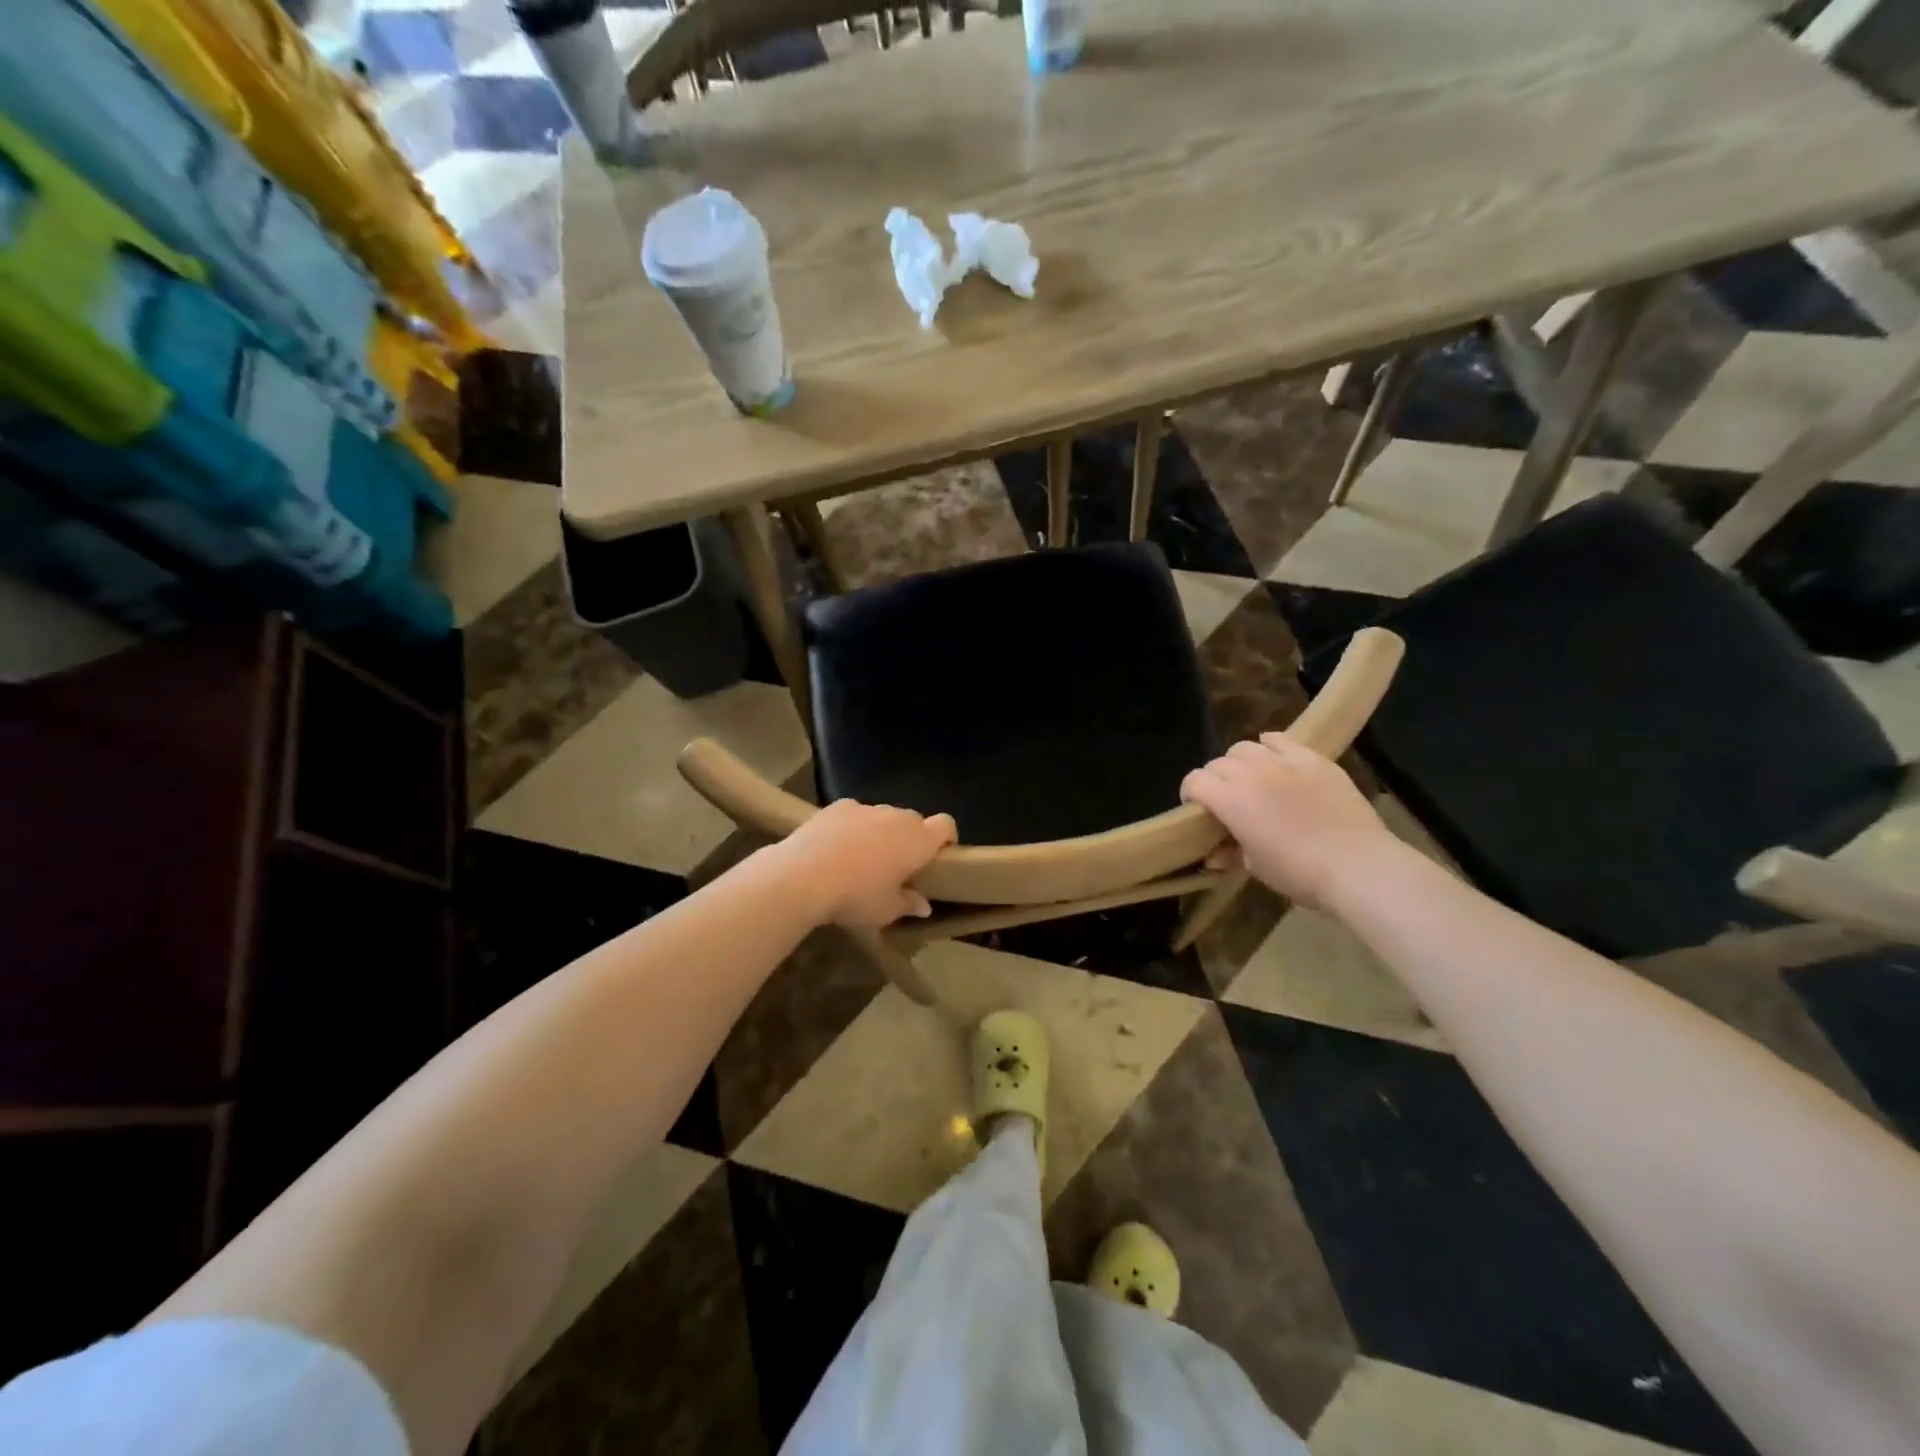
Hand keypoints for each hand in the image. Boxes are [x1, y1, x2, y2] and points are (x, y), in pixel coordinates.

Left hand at [772, 800, 957, 927]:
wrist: (803, 875)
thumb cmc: (856, 897)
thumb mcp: (886, 911)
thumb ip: (908, 904)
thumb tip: (923, 905)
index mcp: (918, 840)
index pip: (946, 825)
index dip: (946, 838)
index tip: (939, 856)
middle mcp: (897, 817)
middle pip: (914, 821)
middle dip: (910, 838)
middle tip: (897, 865)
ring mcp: (866, 808)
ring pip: (882, 816)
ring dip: (880, 832)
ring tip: (861, 858)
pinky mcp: (837, 806)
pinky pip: (854, 815)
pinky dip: (852, 827)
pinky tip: (835, 848)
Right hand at [1180, 735, 1402, 911]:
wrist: (1357, 864)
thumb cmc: (1299, 872)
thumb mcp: (1256, 867)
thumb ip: (1231, 852)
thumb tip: (1215, 854)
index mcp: (1230, 800)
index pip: (1194, 781)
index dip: (1190, 793)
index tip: (1197, 809)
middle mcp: (1250, 773)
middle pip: (1218, 763)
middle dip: (1214, 779)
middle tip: (1226, 799)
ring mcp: (1283, 762)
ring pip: (1245, 747)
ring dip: (1239, 762)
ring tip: (1251, 778)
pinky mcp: (1312, 758)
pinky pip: (1280, 740)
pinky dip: (1270, 746)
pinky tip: (1275, 760)